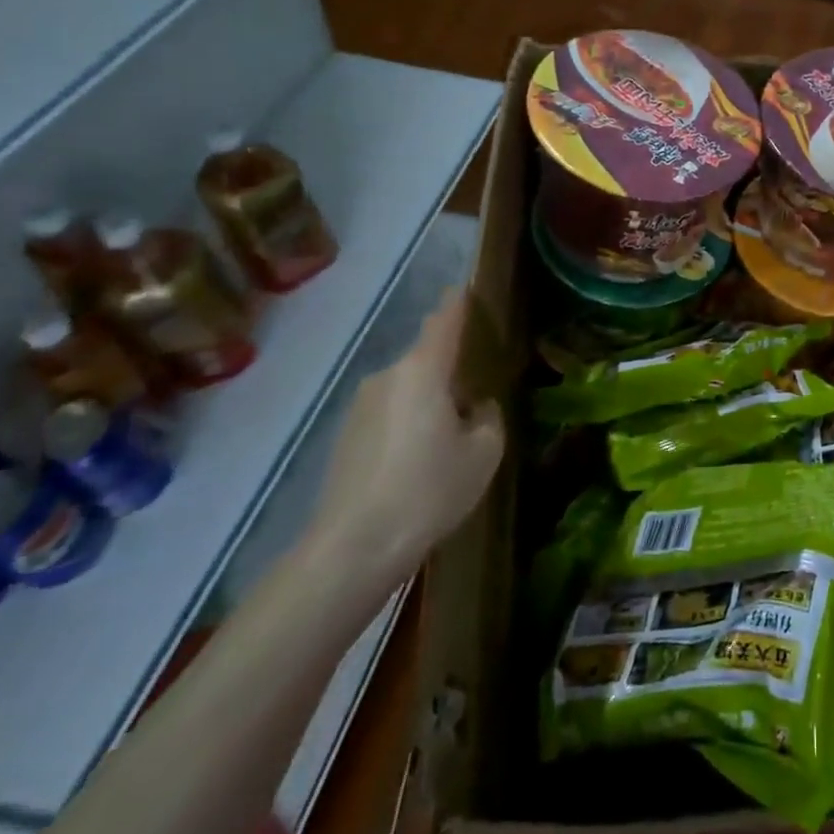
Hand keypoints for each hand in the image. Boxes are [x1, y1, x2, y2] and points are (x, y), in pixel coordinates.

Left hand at [308, 287, 504, 584]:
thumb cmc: (429, 490)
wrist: (353, 546)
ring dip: (429, 400)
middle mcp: (386, 377)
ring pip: (407, 389)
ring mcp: (360, 407)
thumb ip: (488, 418)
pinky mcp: (345, 436)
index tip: (466, 287)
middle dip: (450, 368)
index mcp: (423, 371)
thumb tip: (475, 407)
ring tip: (450, 435)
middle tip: (477, 391)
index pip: (444, 321)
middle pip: (425, 359)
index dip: (458, 303)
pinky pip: (389, 414)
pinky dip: (409, 423)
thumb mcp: (484, 453)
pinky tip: (420, 460)